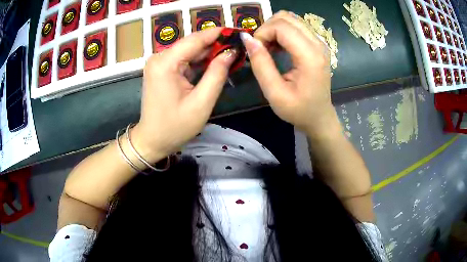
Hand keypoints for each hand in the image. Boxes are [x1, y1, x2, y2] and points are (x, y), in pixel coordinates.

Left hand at [131, 28, 237, 162]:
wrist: (152, 140)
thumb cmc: (175, 126)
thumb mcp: (201, 103)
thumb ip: (217, 74)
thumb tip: (231, 52)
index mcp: (165, 63)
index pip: (195, 39)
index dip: (218, 34)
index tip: (238, 32)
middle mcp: (159, 57)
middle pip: (192, 43)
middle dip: (215, 44)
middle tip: (238, 47)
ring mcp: (158, 63)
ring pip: (188, 51)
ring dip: (208, 53)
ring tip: (230, 55)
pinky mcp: (160, 69)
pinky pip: (183, 60)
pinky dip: (198, 62)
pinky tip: (214, 64)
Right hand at [241, 11, 338, 135]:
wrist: (319, 117)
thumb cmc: (298, 110)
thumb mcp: (274, 93)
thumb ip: (260, 64)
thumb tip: (247, 38)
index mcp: (310, 56)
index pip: (281, 26)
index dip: (262, 33)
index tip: (255, 50)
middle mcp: (318, 43)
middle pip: (286, 17)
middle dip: (267, 28)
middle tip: (261, 48)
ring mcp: (319, 42)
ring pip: (291, 19)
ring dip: (274, 29)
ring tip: (269, 48)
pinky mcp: (317, 44)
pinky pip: (296, 27)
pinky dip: (282, 32)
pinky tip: (279, 48)